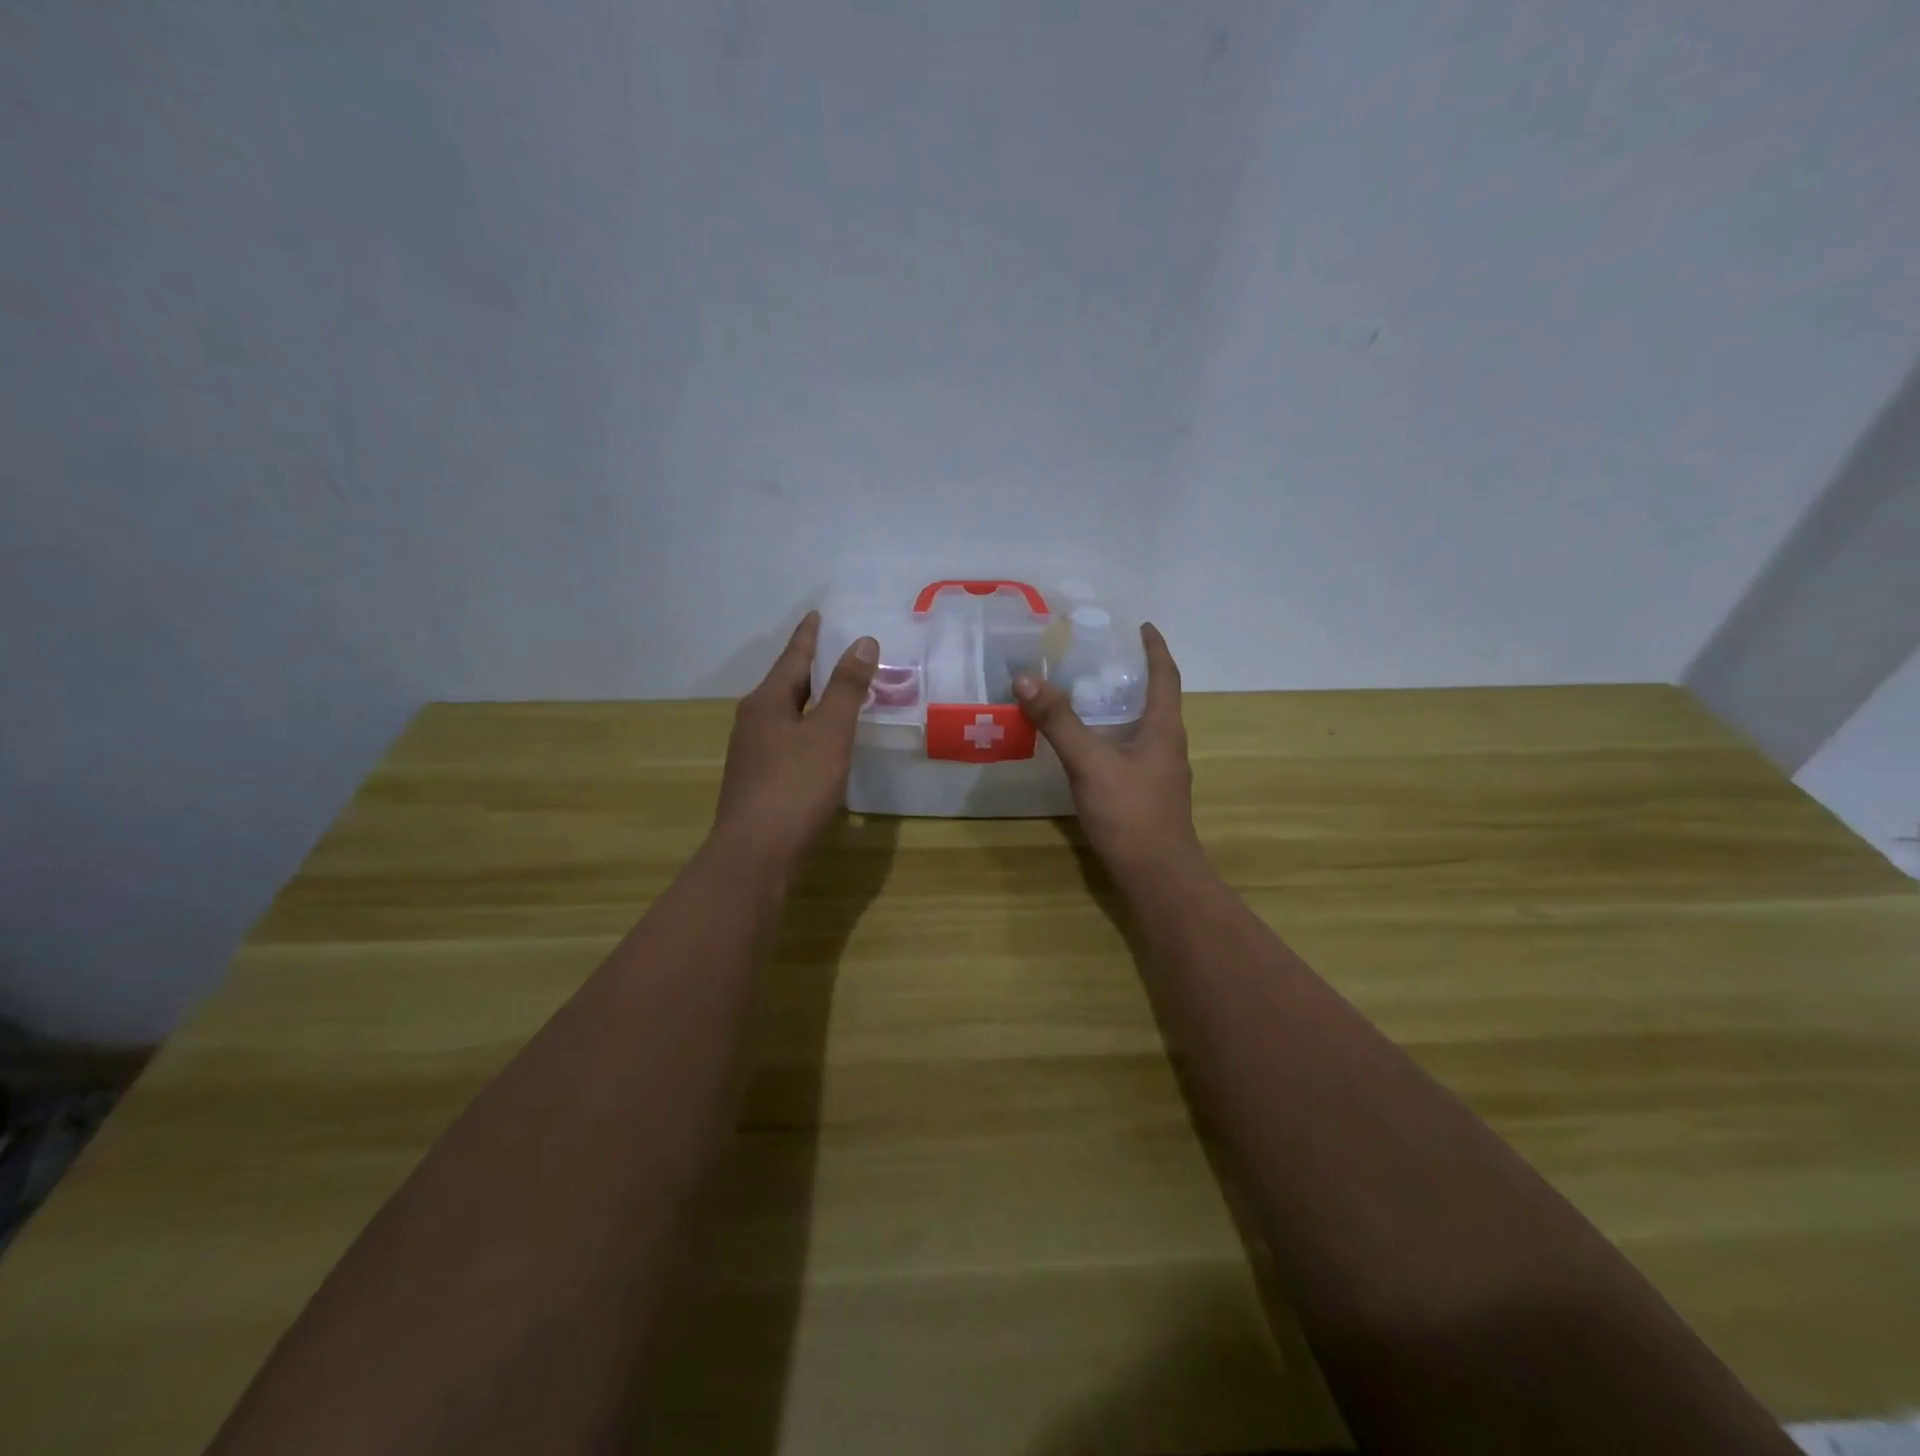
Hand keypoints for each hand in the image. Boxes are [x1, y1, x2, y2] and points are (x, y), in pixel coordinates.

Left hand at [713, 612, 877, 865]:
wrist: (756, 853)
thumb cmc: (796, 786)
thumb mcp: (829, 732)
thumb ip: (847, 688)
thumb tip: (862, 641)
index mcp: (767, 702)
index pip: (793, 658)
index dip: (809, 636)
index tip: (818, 614)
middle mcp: (753, 721)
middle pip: (787, 685)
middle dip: (812, 668)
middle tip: (839, 652)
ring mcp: (753, 753)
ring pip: (787, 715)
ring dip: (812, 701)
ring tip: (838, 693)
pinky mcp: (759, 780)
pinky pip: (788, 741)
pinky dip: (809, 730)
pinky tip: (823, 743)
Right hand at [1014, 623, 1203, 880]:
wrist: (1157, 876)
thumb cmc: (1131, 813)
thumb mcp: (1090, 763)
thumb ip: (1059, 722)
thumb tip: (1026, 679)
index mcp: (1164, 729)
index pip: (1165, 676)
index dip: (1155, 648)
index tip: (1141, 626)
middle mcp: (1167, 746)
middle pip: (1155, 699)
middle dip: (1132, 674)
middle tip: (1098, 657)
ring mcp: (1159, 773)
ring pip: (1141, 727)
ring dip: (1120, 706)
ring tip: (1086, 693)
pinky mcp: (1146, 794)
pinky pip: (1130, 751)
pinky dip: (1111, 735)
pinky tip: (1086, 745)